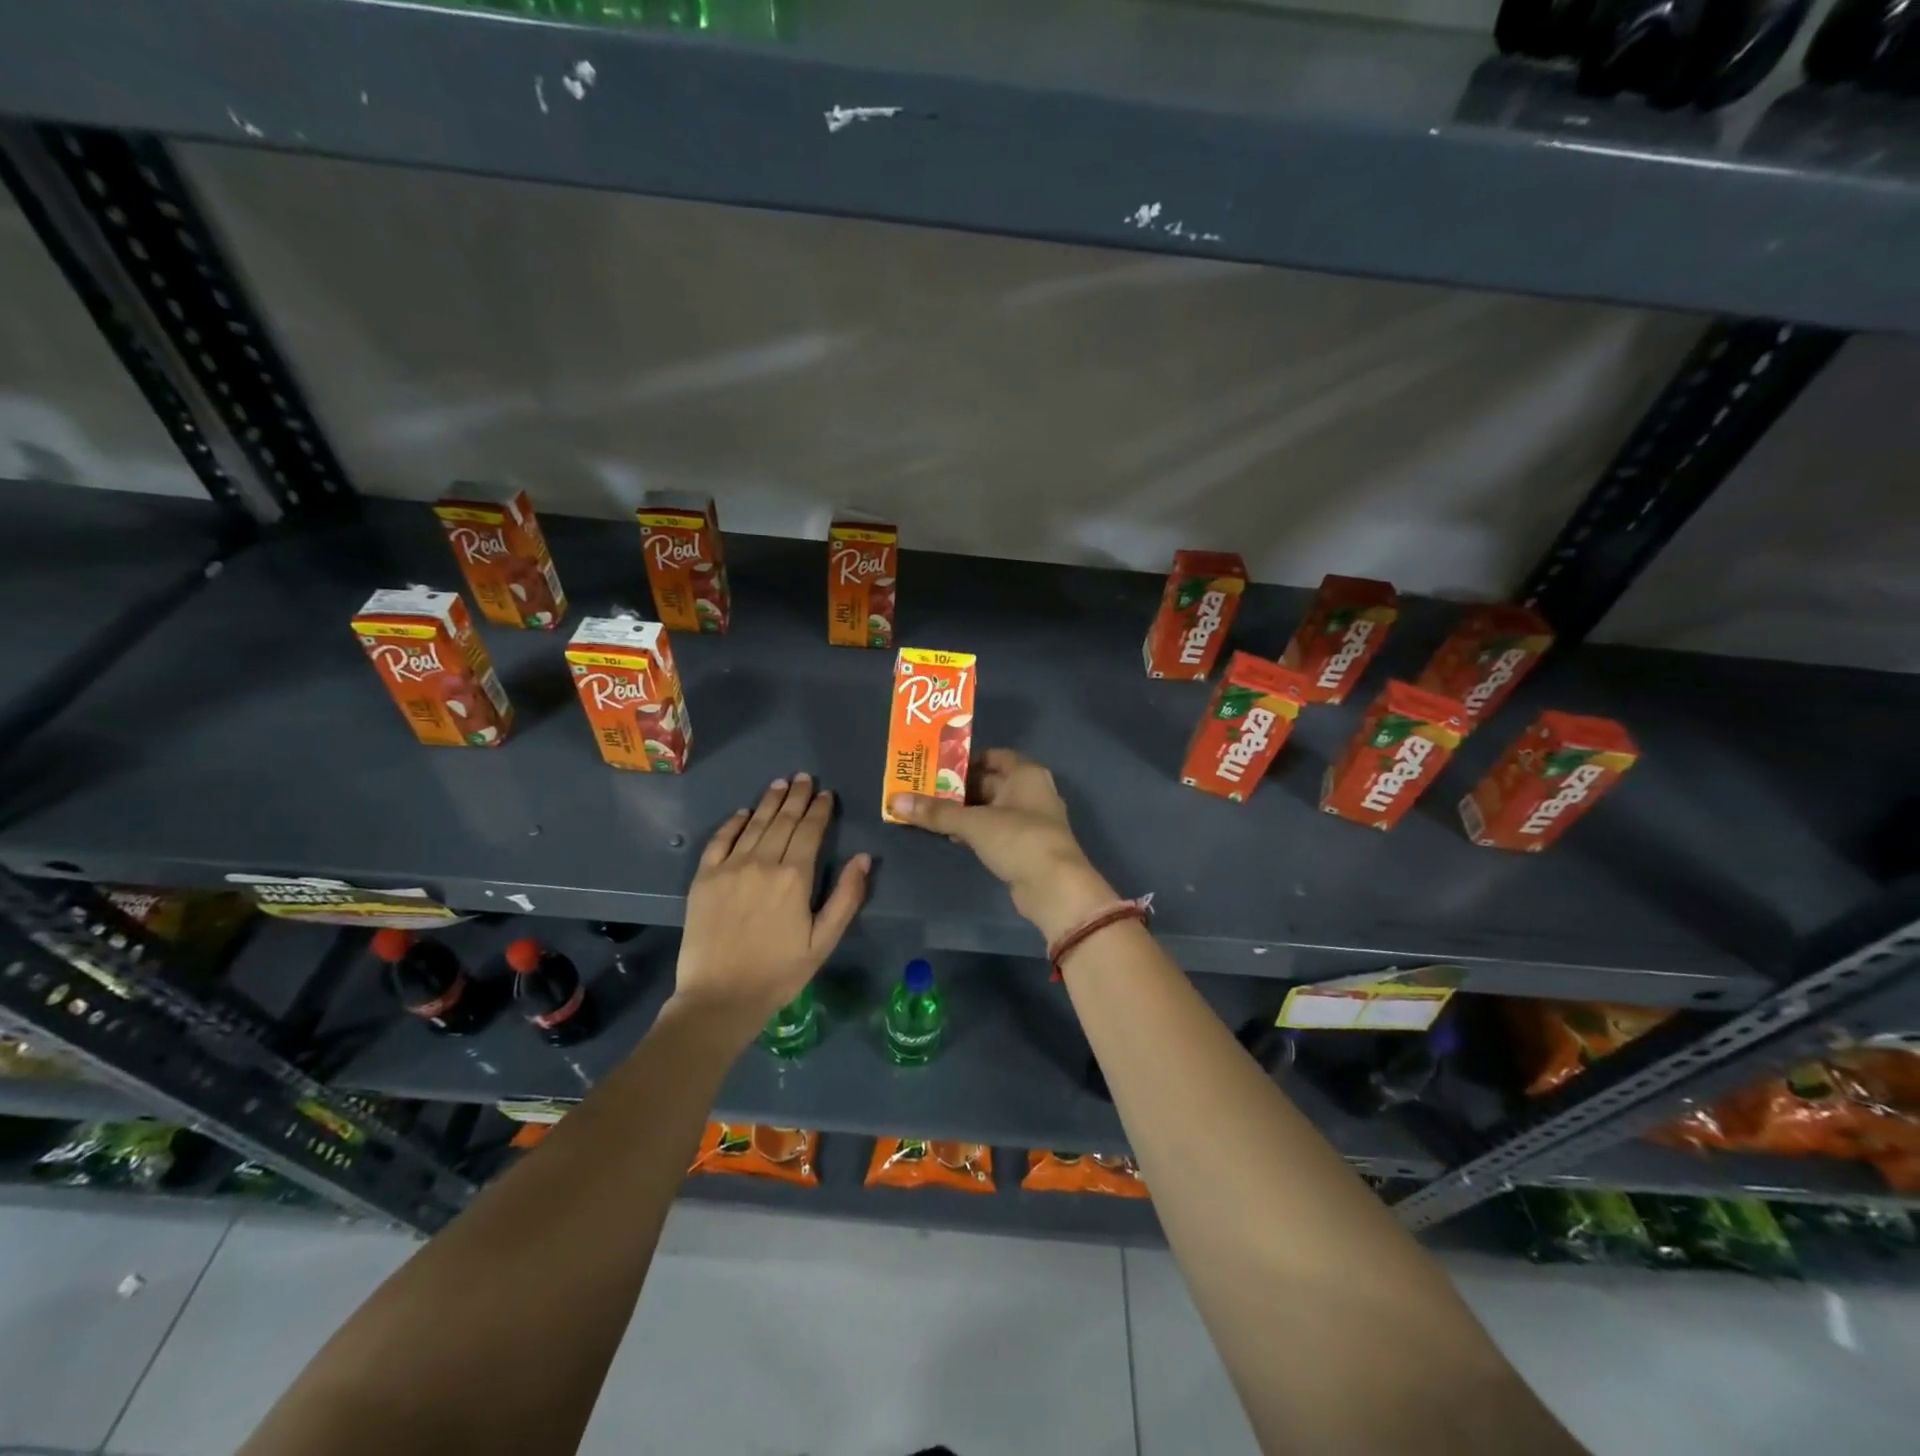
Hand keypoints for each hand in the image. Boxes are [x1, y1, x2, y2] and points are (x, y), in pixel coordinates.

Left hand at [673, 773, 869, 1033]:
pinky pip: (720, 840)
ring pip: (753, 824)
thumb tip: (863, 858)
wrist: (719, 998)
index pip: (810, 831)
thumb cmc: (779, 972)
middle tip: (804, 777)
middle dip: (796, 797)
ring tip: (780, 784)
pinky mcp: (704, 878)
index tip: (826, 794)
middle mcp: (762, 862)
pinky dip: (733, 823)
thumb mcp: (824, 941)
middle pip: (783, 821)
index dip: (820, 810)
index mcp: (795, 877)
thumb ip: (846, 897)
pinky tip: (743, 812)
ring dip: (769, 801)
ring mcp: (729, 868)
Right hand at [889, 748, 1114, 940]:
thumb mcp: (973, 822)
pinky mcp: (1025, 846)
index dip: (967, 759)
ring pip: (991, 808)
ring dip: (965, 811)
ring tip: (931, 813)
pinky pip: (996, 830)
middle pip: (991, 782)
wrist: (1054, 887)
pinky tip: (952, 837)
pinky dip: (976, 830)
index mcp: (1026, 774)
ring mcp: (1031, 821)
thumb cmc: (1018, 839)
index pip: (995, 756)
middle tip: (925, 790)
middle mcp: (1031, 791)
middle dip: (960, 787)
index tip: (938, 766)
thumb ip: (936, 812)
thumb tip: (895, 801)